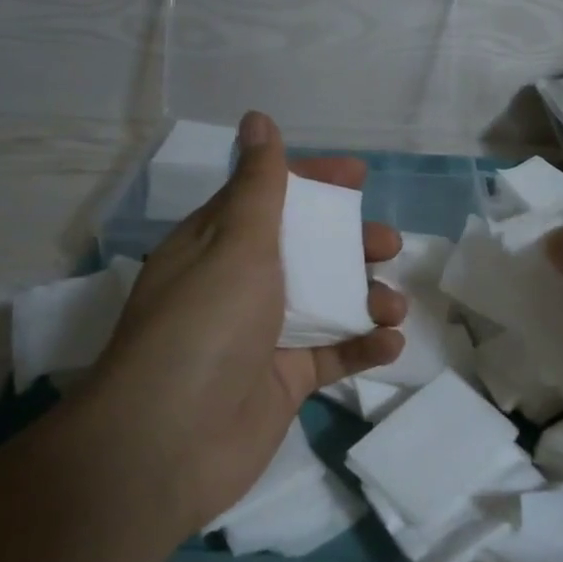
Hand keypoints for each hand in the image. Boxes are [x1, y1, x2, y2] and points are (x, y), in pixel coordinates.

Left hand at [77, 112, 406, 538]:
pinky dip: (362, 346)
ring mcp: (262, 334)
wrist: (168, 443)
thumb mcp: (236, 243)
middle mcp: (239, 283)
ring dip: (364, 296)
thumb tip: (257, 118)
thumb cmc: (206, 324)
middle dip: (350, 242)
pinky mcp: (282, 381)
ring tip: (394, 303)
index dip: (315, 181)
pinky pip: (331, 354)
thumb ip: (259, 184)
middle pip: (305, 249)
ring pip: (325, 301)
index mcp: (218, 243)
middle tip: (388, 244)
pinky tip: (390, 343)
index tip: (359, 176)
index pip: (270, 196)